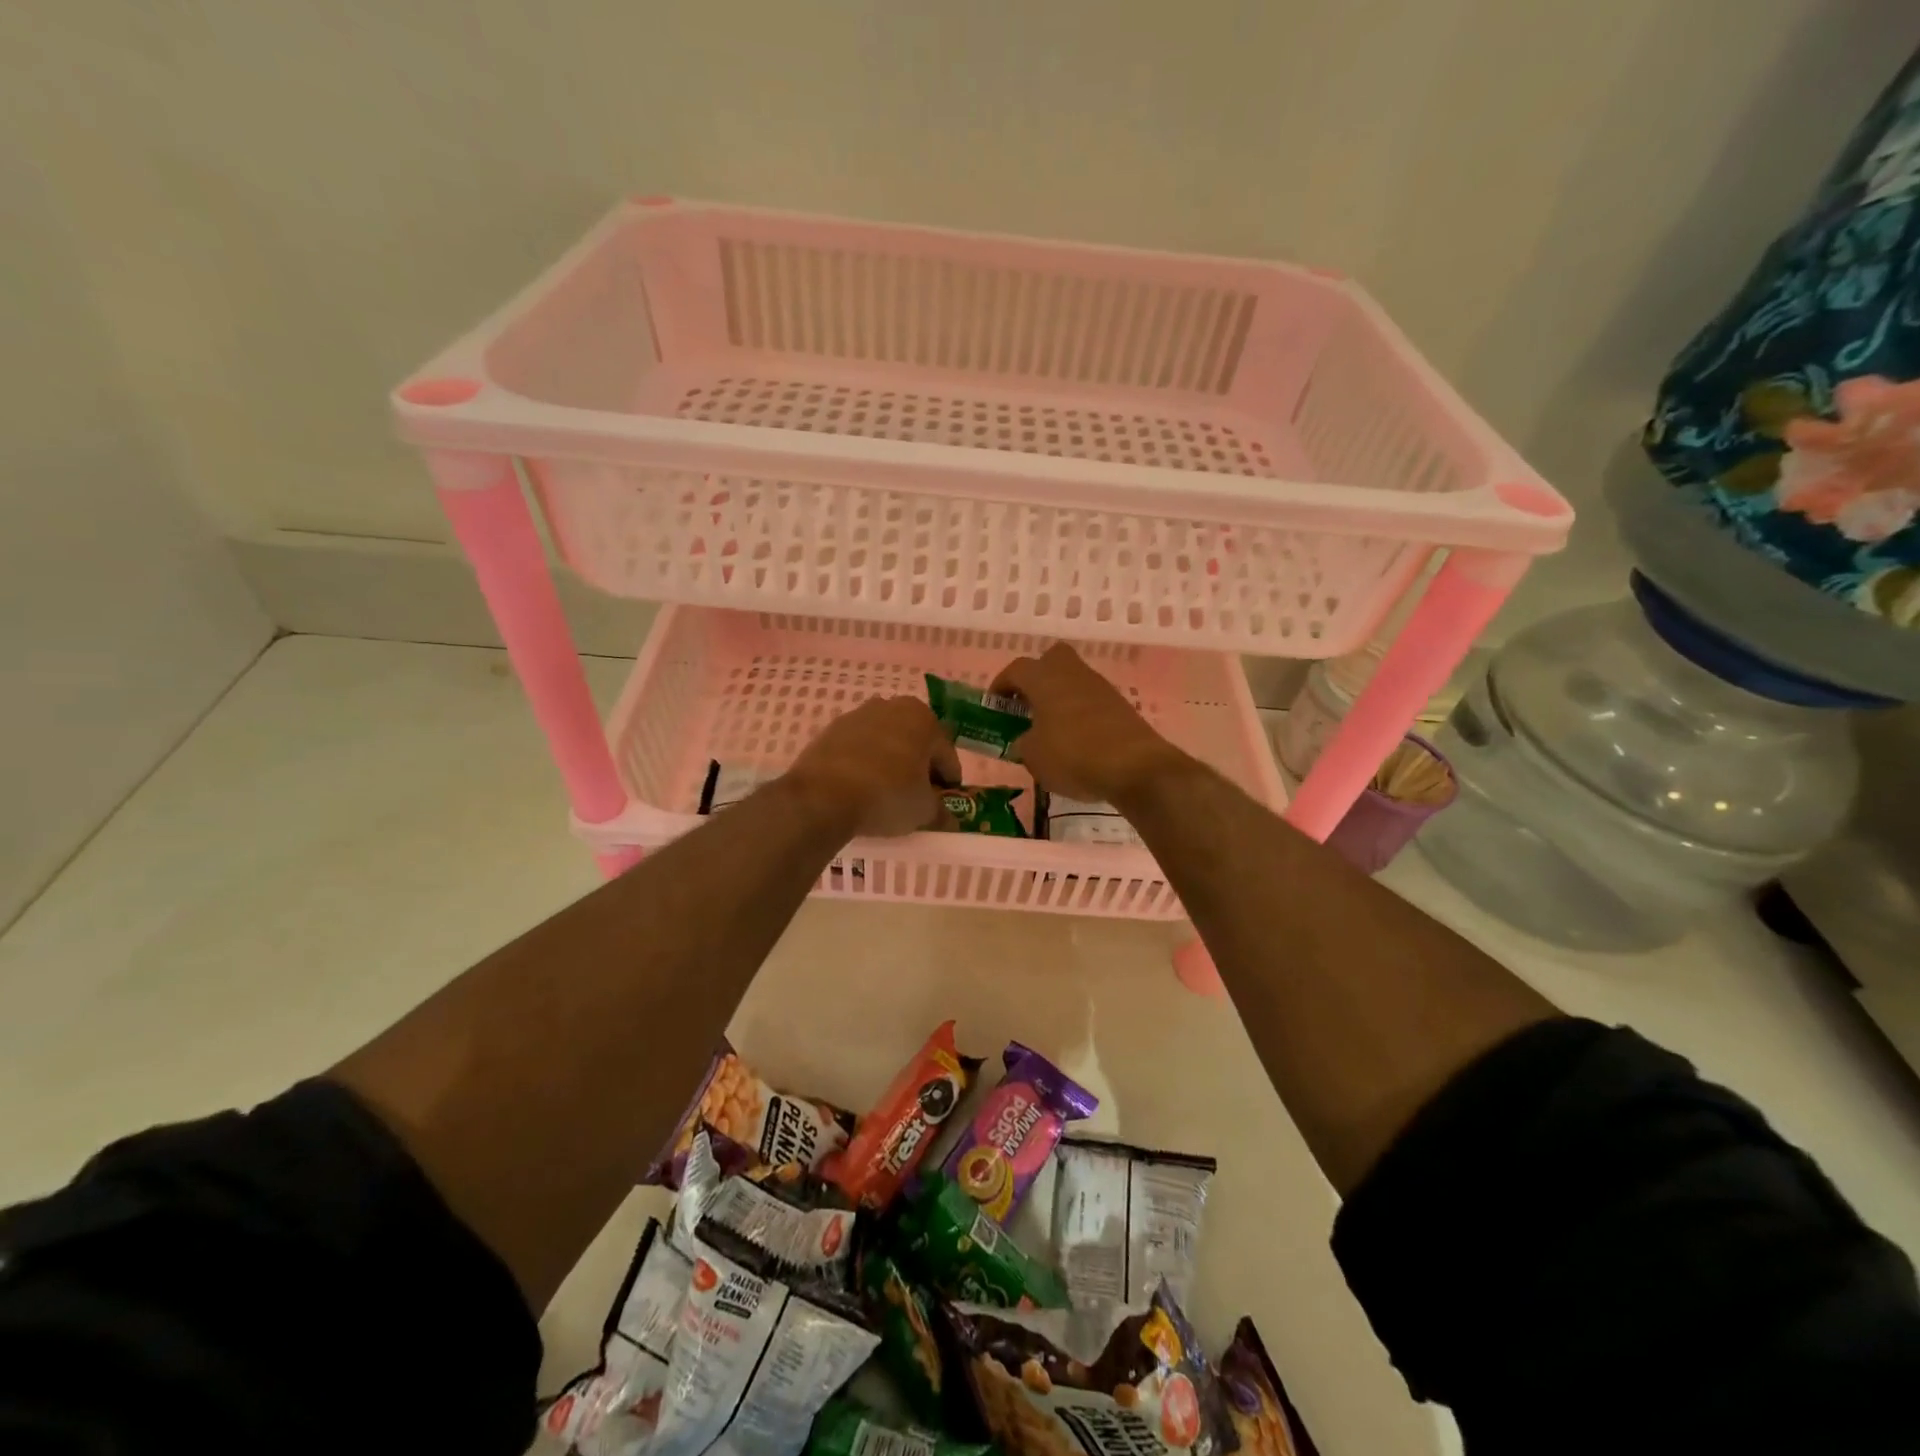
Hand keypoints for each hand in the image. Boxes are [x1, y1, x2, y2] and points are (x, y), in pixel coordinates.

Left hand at [781, 696, 961, 837]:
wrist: (822, 796)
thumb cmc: (887, 795)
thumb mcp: (924, 811)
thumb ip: (941, 813)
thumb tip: (950, 820)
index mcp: (923, 719)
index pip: (946, 755)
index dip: (949, 782)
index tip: (946, 803)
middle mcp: (892, 706)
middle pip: (915, 742)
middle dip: (919, 767)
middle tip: (917, 797)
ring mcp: (857, 715)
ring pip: (885, 742)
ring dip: (891, 762)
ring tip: (886, 793)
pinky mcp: (830, 730)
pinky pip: (858, 748)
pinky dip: (864, 764)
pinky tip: (860, 787)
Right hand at [991, 644, 1187, 804]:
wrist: (1136, 767)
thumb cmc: (1073, 756)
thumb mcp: (1033, 756)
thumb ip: (1023, 743)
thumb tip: (1027, 739)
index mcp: (1045, 678)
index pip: (1016, 669)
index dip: (1001, 685)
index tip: (995, 705)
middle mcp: (1073, 674)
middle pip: (1051, 659)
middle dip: (1036, 677)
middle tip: (1026, 705)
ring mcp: (1100, 687)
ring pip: (1073, 680)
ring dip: (1059, 697)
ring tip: (1050, 728)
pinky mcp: (1120, 706)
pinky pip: (1091, 700)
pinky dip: (1079, 713)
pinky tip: (1076, 740)